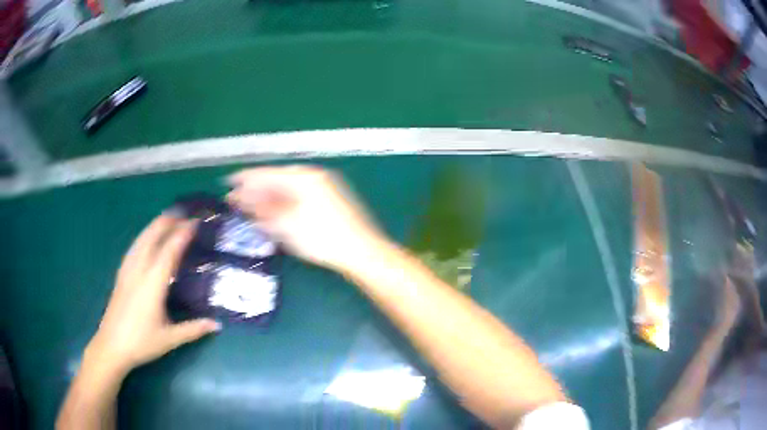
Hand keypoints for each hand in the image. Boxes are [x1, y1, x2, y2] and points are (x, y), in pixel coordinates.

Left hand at [86, 215, 220, 374]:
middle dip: (168, 222)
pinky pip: (134, 247)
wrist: (111, 345)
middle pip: (152, 236)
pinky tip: (146, 238)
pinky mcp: (121, 274)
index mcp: (153, 283)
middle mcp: (139, 270)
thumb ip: (193, 329)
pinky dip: (144, 236)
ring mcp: (127, 270)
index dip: (182, 234)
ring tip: (168, 218)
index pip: (169, 250)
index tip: (195, 222)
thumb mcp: (170, 339)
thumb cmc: (141, 342)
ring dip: (155, 225)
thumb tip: (217, 324)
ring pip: (141, 239)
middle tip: (184, 214)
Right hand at [227, 165, 385, 271]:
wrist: (360, 250)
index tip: (228, 183)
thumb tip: (241, 198)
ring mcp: (322, 185)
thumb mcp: (286, 225)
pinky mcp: (328, 196)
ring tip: (250, 205)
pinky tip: (273, 209)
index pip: (266, 173)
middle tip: (236, 199)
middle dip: (254, 189)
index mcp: (301, 177)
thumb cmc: (321, 238)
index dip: (244, 178)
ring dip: (267, 195)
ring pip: (287, 186)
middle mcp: (312, 175)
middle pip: (276, 178)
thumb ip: (262, 208)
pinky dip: (283, 200)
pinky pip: (298, 193)